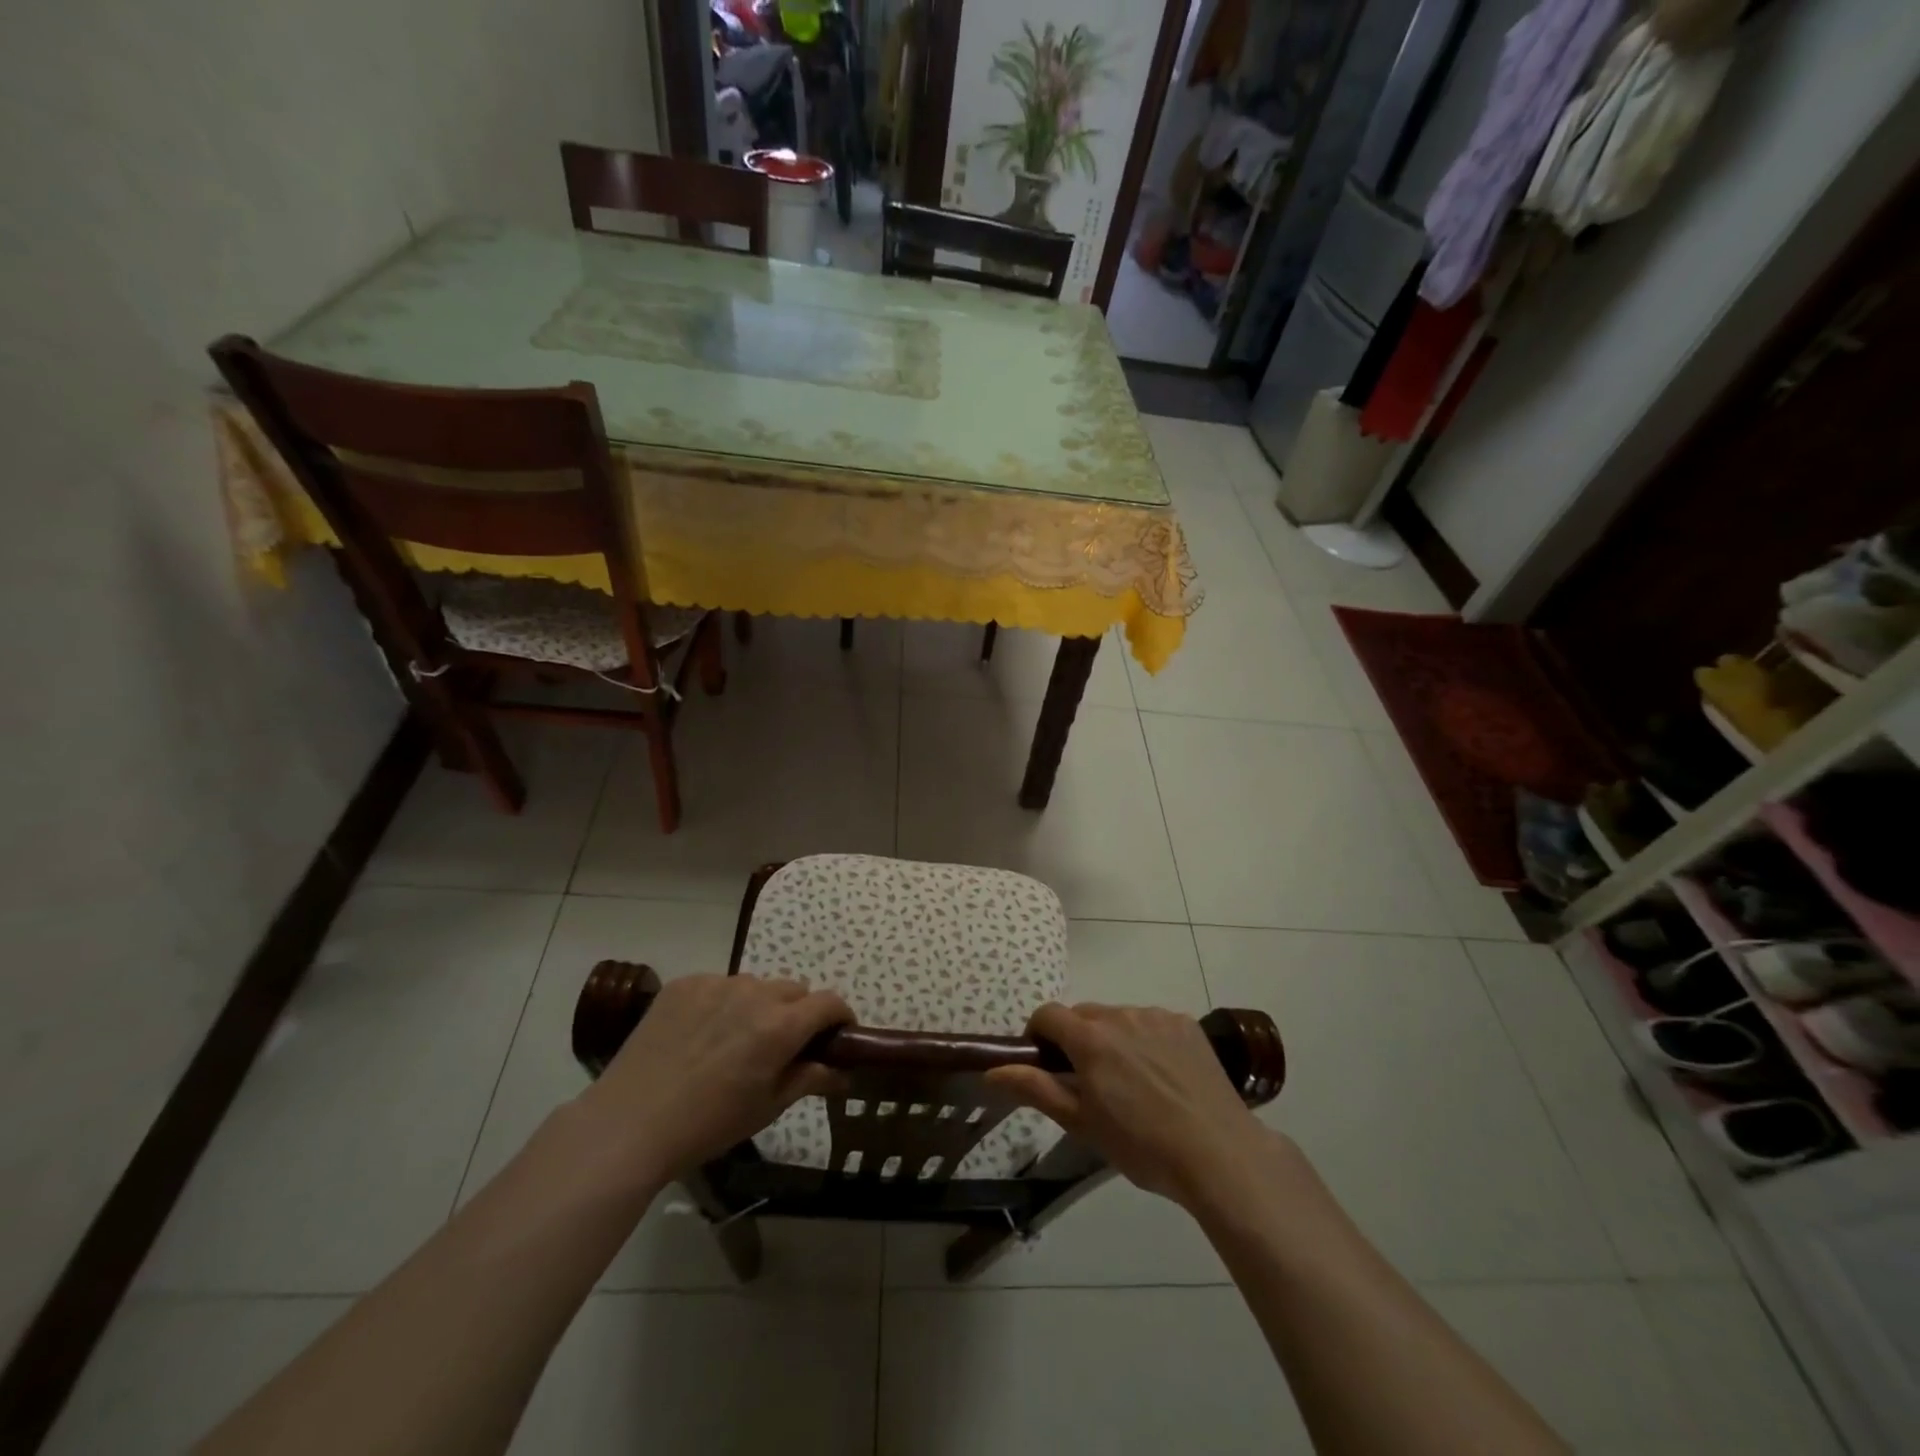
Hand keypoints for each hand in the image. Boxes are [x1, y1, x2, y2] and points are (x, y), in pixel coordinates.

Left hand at [576, 973, 851, 1181]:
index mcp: (780, 1026)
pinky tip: (702, 1035)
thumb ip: (809, 1079)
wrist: (629, 1124)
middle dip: (799, 1013)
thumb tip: (842, 1072)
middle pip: (794, 990)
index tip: (837, 1037)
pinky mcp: (685, 984)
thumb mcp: (767, 1108)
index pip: (829, 1002)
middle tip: (783, 1047)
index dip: (840, 1018)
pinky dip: (723, 1003)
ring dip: (760, 1005)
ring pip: (756, 985)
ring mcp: (716, 983)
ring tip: (736, 1041)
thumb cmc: (707, 1125)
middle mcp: (754, 993)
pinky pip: (720, 985)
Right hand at [986, 1003, 1273, 1208]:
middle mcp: (1120, 1015)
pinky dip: (1146, 1040)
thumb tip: (993, 1070)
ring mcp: (1155, 1016)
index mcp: (1089, 1038)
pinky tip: (1163, 1076)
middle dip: (1077, 1039)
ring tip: (1132, 1083)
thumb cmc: (1142, 1146)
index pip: (1048, 1014)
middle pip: (1083, 1014)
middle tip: (1090, 1082)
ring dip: (1112, 1038)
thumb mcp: (1082, 1123)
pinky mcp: (1184, 1023)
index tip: (1046, 1065)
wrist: (1219, 1153)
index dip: (1039, 1035)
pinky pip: (1151, 1022)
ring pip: (1118, 1017)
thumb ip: (1036, 1088)